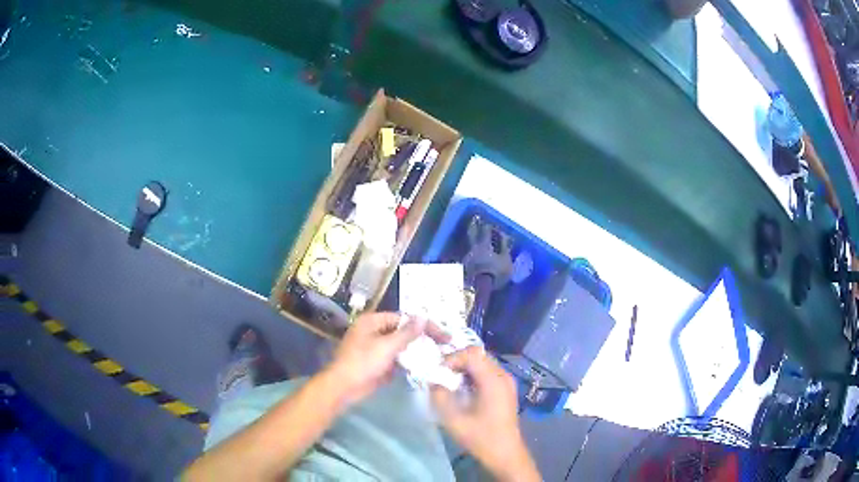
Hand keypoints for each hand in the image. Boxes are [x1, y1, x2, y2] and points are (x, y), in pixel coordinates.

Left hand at [324, 313, 448, 407]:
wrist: (344, 387)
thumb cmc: (363, 363)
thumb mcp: (387, 346)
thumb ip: (407, 333)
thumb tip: (423, 317)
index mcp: (373, 321)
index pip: (405, 318)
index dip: (425, 325)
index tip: (444, 335)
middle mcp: (374, 330)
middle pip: (403, 331)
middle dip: (422, 338)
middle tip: (444, 345)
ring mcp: (375, 347)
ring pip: (401, 345)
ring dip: (416, 350)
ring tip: (437, 355)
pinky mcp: (377, 362)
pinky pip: (396, 358)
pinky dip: (407, 361)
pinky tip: (422, 366)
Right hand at [431, 347, 539, 481]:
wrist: (505, 453)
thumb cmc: (481, 438)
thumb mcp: (454, 420)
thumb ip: (440, 397)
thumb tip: (433, 382)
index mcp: (493, 381)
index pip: (471, 354)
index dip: (452, 358)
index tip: (438, 373)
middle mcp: (503, 376)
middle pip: (478, 355)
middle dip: (456, 362)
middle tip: (441, 376)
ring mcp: (507, 381)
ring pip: (482, 362)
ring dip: (464, 368)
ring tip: (449, 384)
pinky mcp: (506, 389)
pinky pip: (487, 372)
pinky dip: (472, 375)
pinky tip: (463, 391)